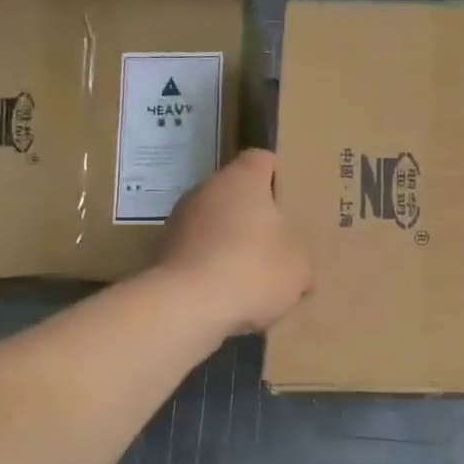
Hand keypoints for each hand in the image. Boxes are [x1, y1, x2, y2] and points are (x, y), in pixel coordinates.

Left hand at [159, 149, 312, 336]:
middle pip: (235, 191)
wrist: (185, 305)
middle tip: (275, 239)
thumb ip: (300, 263)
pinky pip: (194, 248)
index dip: (277, 174)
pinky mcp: (161, 248)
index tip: (289, 197)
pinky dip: (207, 262)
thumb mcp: (297, 272)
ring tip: (248, 271)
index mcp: (243, 180)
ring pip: (212, 220)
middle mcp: (207, 189)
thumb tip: (301, 273)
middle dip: (253, 212)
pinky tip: (222, 290)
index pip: (261, 159)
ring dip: (228, 238)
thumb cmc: (251, 271)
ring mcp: (179, 217)